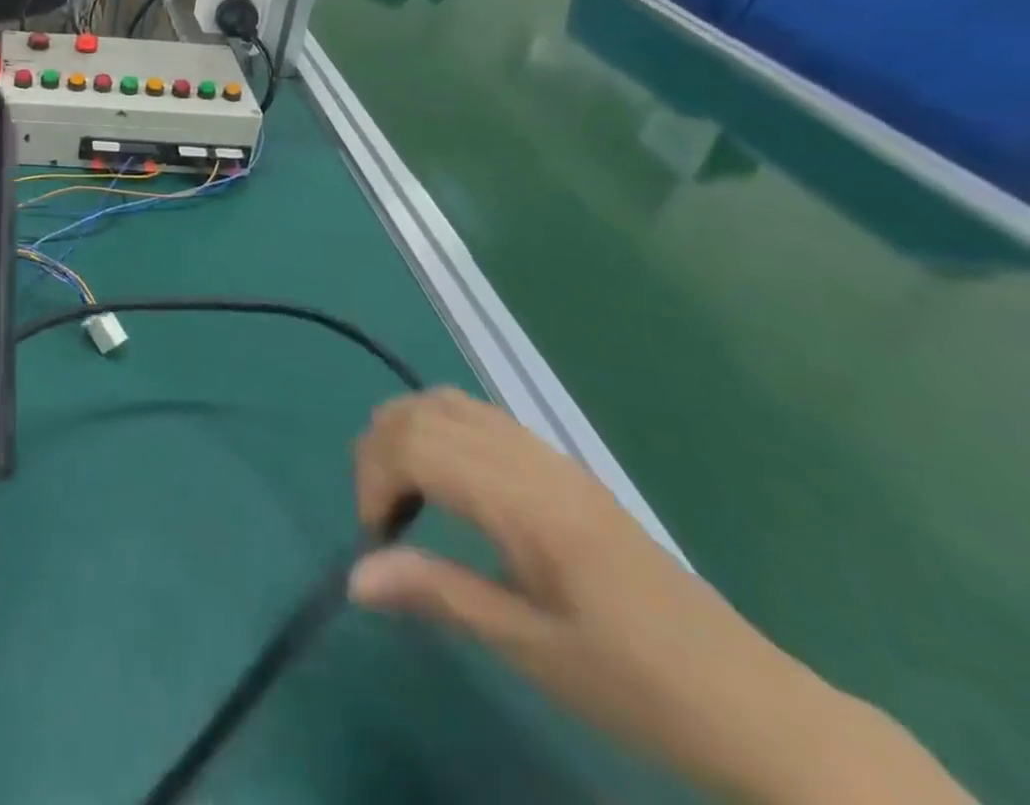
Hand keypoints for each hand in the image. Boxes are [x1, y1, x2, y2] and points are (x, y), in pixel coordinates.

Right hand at [350, 390, 969, 804]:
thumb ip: (439, 594)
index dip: (373, 478)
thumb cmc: (637, 684)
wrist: (751, 703)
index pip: (414, 443)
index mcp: (524, 500)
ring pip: (447, 402)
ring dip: (407, 435)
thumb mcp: (532, 651)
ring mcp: (548, 455)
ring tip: (406, 497)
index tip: (376, 539)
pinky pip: (476, 416)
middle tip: (383, 519)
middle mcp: (530, 458)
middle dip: (380, 452)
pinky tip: (449, 486)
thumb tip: (355, 576)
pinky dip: (438, 433)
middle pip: (422, 410)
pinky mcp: (559, 466)